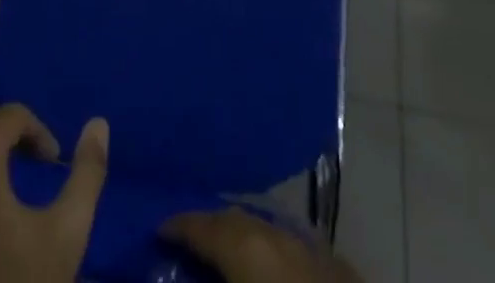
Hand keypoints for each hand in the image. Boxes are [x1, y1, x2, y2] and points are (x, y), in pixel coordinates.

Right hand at [162, 208, 363, 282]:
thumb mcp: (239, 272)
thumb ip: (208, 271)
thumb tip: (171, 273)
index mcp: (247, 245)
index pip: (203, 225)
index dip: (178, 226)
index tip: (158, 230)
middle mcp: (276, 234)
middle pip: (235, 220)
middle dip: (210, 228)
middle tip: (187, 241)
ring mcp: (310, 247)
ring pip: (265, 230)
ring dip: (242, 238)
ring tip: (223, 253)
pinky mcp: (336, 266)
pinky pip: (292, 249)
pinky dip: (271, 253)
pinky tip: (267, 267)